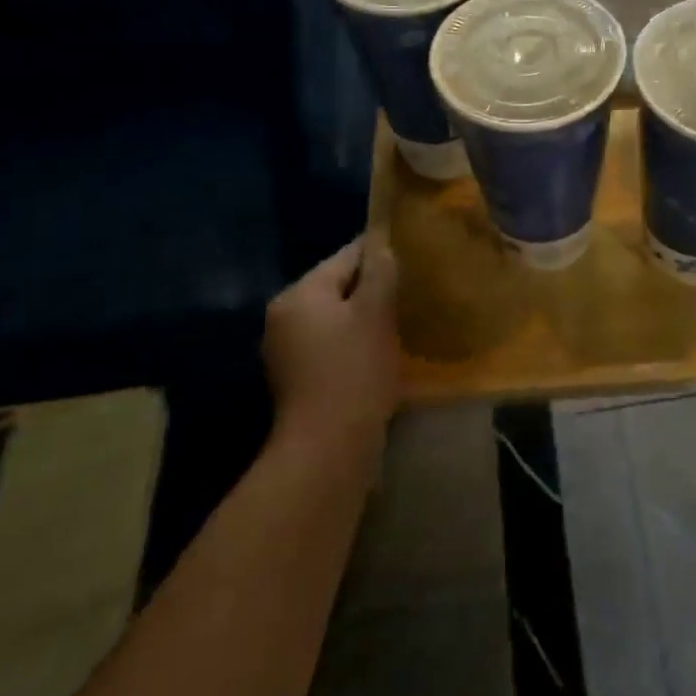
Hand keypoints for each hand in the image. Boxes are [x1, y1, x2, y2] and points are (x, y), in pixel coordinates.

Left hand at [261, 234, 400, 449]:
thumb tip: (382, 246)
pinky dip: (352, 342)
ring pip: (334, 316)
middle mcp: (283, 315)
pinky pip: (329, 343)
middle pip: (336, 286)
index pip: (345, 256)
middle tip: (411, 291)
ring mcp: (285, 349)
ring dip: (363, 316)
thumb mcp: (375, 314)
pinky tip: (378, 352)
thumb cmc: (354, 372)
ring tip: (400, 321)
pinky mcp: (296, 378)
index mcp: (300, 294)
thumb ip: (380, 273)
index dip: (380, 251)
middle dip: (372, 287)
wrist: (327, 449)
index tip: (412, 253)